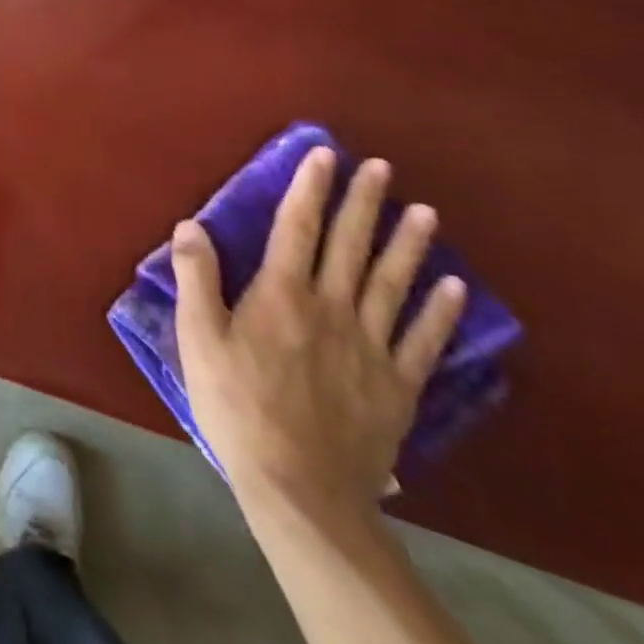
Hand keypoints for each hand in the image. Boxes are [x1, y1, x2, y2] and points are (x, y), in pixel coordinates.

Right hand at [172, 147, 466, 521]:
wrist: (301, 488)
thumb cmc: (237, 405)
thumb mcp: (199, 339)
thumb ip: (196, 278)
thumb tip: (190, 225)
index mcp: (281, 294)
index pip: (297, 227)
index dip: (310, 188)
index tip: (324, 155)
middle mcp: (331, 308)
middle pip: (349, 245)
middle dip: (363, 202)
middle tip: (380, 168)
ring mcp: (370, 347)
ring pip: (391, 283)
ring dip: (408, 244)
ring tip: (424, 211)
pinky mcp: (397, 386)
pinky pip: (422, 340)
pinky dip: (440, 312)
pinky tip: (453, 287)